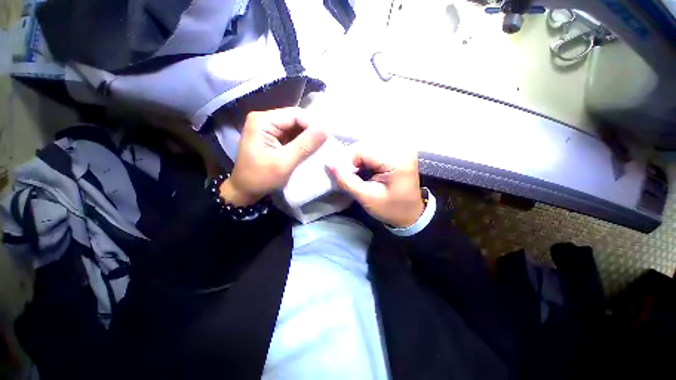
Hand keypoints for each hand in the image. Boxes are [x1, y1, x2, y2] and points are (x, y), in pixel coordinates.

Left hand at [220, 108, 326, 205]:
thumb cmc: (261, 178)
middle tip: (323, 146)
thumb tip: (325, 130)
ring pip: (296, 128)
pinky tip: (309, 151)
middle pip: (296, 120)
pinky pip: (292, 136)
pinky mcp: (273, 138)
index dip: (312, 125)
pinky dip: (302, 143)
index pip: (295, 115)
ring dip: (307, 139)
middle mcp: (265, 120)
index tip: (325, 140)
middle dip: (310, 132)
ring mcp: (268, 128)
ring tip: (318, 149)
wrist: (245, 190)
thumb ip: (305, 145)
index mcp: (263, 121)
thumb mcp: (284, 163)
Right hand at [327, 142, 424, 227]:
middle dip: (352, 158)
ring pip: (368, 144)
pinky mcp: (399, 150)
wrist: (411, 214)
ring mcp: (402, 147)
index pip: (363, 149)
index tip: (341, 174)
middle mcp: (401, 148)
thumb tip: (328, 164)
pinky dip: (366, 157)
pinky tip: (365, 168)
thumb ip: (346, 181)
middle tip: (348, 174)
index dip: (347, 160)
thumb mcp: (367, 198)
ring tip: (357, 172)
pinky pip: (375, 147)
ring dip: (358, 157)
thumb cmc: (391, 209)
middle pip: (366, 144)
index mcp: (397, 160)